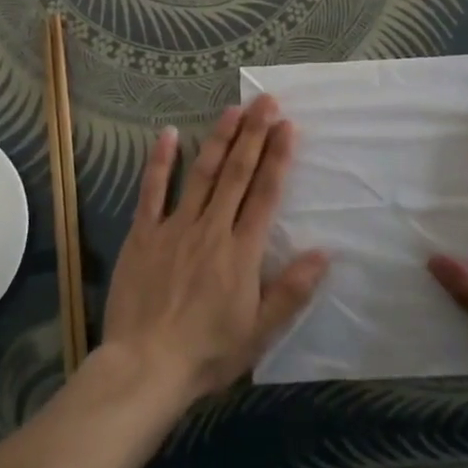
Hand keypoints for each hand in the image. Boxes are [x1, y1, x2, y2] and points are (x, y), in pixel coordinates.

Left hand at [101, 95, 328, 403]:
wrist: (145, 367)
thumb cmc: (207, 352)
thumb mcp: (259, 332)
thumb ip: (291, 291)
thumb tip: (324, 253)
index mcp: (242, 252)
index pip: (265, 193)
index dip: (278, 157)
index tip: (288, 125)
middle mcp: (212, 229)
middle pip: (237, 173)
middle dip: (254, 134)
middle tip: (265, 101)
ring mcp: (175, 227)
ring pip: (202, 174)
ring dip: (219, 139)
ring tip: (233, 110)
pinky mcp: (143, 233)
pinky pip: (152, 191)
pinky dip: (161, 162)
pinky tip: (169, 134)